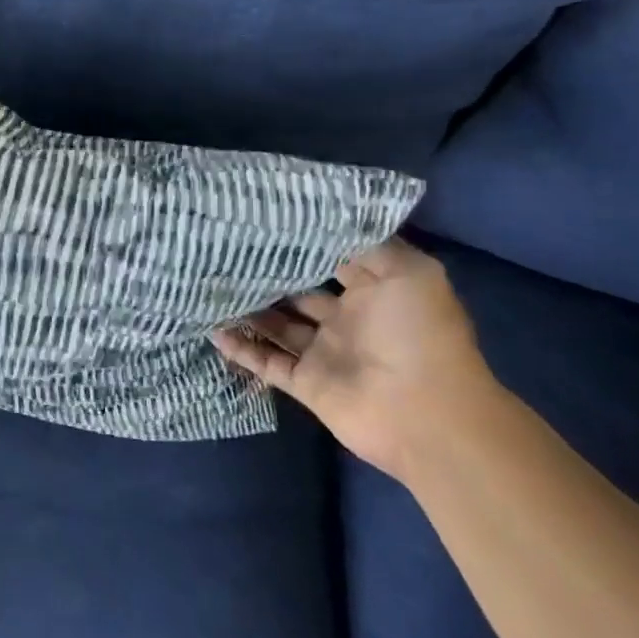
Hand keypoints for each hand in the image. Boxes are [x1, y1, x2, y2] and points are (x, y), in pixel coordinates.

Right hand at [211, 238, 498, 483]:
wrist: (427, 417)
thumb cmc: (419, 335)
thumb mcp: (408, 272)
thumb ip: (367, 244)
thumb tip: (325, 221)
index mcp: (374, 291)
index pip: (332, 260)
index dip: (302, 242)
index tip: (264, 221)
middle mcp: (348, 320)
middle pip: (299, 292)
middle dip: (269, 274)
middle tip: (227, 250)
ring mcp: (325, 353)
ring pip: (278, 326)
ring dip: (250, 309)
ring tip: (211, 284)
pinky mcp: (307, 384)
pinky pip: (267, 362)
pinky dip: (242, 349)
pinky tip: (212, 329)